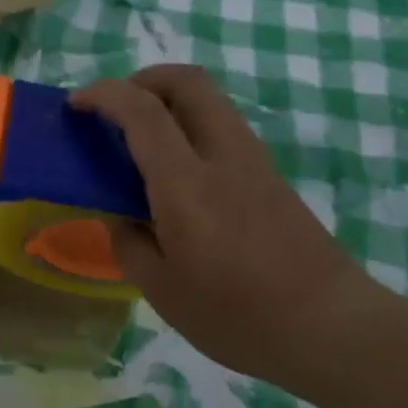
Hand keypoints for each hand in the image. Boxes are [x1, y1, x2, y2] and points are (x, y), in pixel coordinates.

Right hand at [73, 65, 377, 387]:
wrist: (333, 328)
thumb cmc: (239, 316)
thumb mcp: (162, 290)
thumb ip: (129, 243)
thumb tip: (120, 216)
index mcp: (186, 183)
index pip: (141, 110)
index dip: (102, 95)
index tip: (75, 106)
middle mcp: (222, 155)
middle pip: (186, 81)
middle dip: (142, 79)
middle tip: (115, 110)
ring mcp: (253, 161)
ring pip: (208, 100)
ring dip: (168, 101)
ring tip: (141, 140)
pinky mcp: (271, 176)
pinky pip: (222, 127)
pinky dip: (190, 125)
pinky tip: (177, 172)